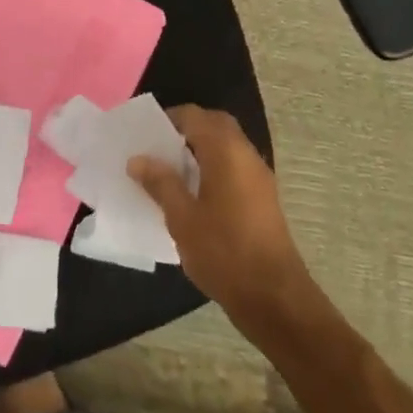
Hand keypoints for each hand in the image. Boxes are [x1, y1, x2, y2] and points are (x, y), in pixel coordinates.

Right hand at [128, 105, 311, 324]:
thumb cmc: (223, 251)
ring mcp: (259, 176)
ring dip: (200, 148)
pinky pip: (234, 166)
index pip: (194, 116)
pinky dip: (213, 166)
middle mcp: (246, 155)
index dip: (168, 119)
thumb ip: (160, 183)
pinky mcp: (263, 197)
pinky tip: (193, 193)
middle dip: (186, 129)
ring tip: (170, 171)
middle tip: (158, 148)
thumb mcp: (182, 217)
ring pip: (226, 145)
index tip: (144, 135)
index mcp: (225, 151)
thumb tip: (138, 159)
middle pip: (215, 125)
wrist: (274, 297)